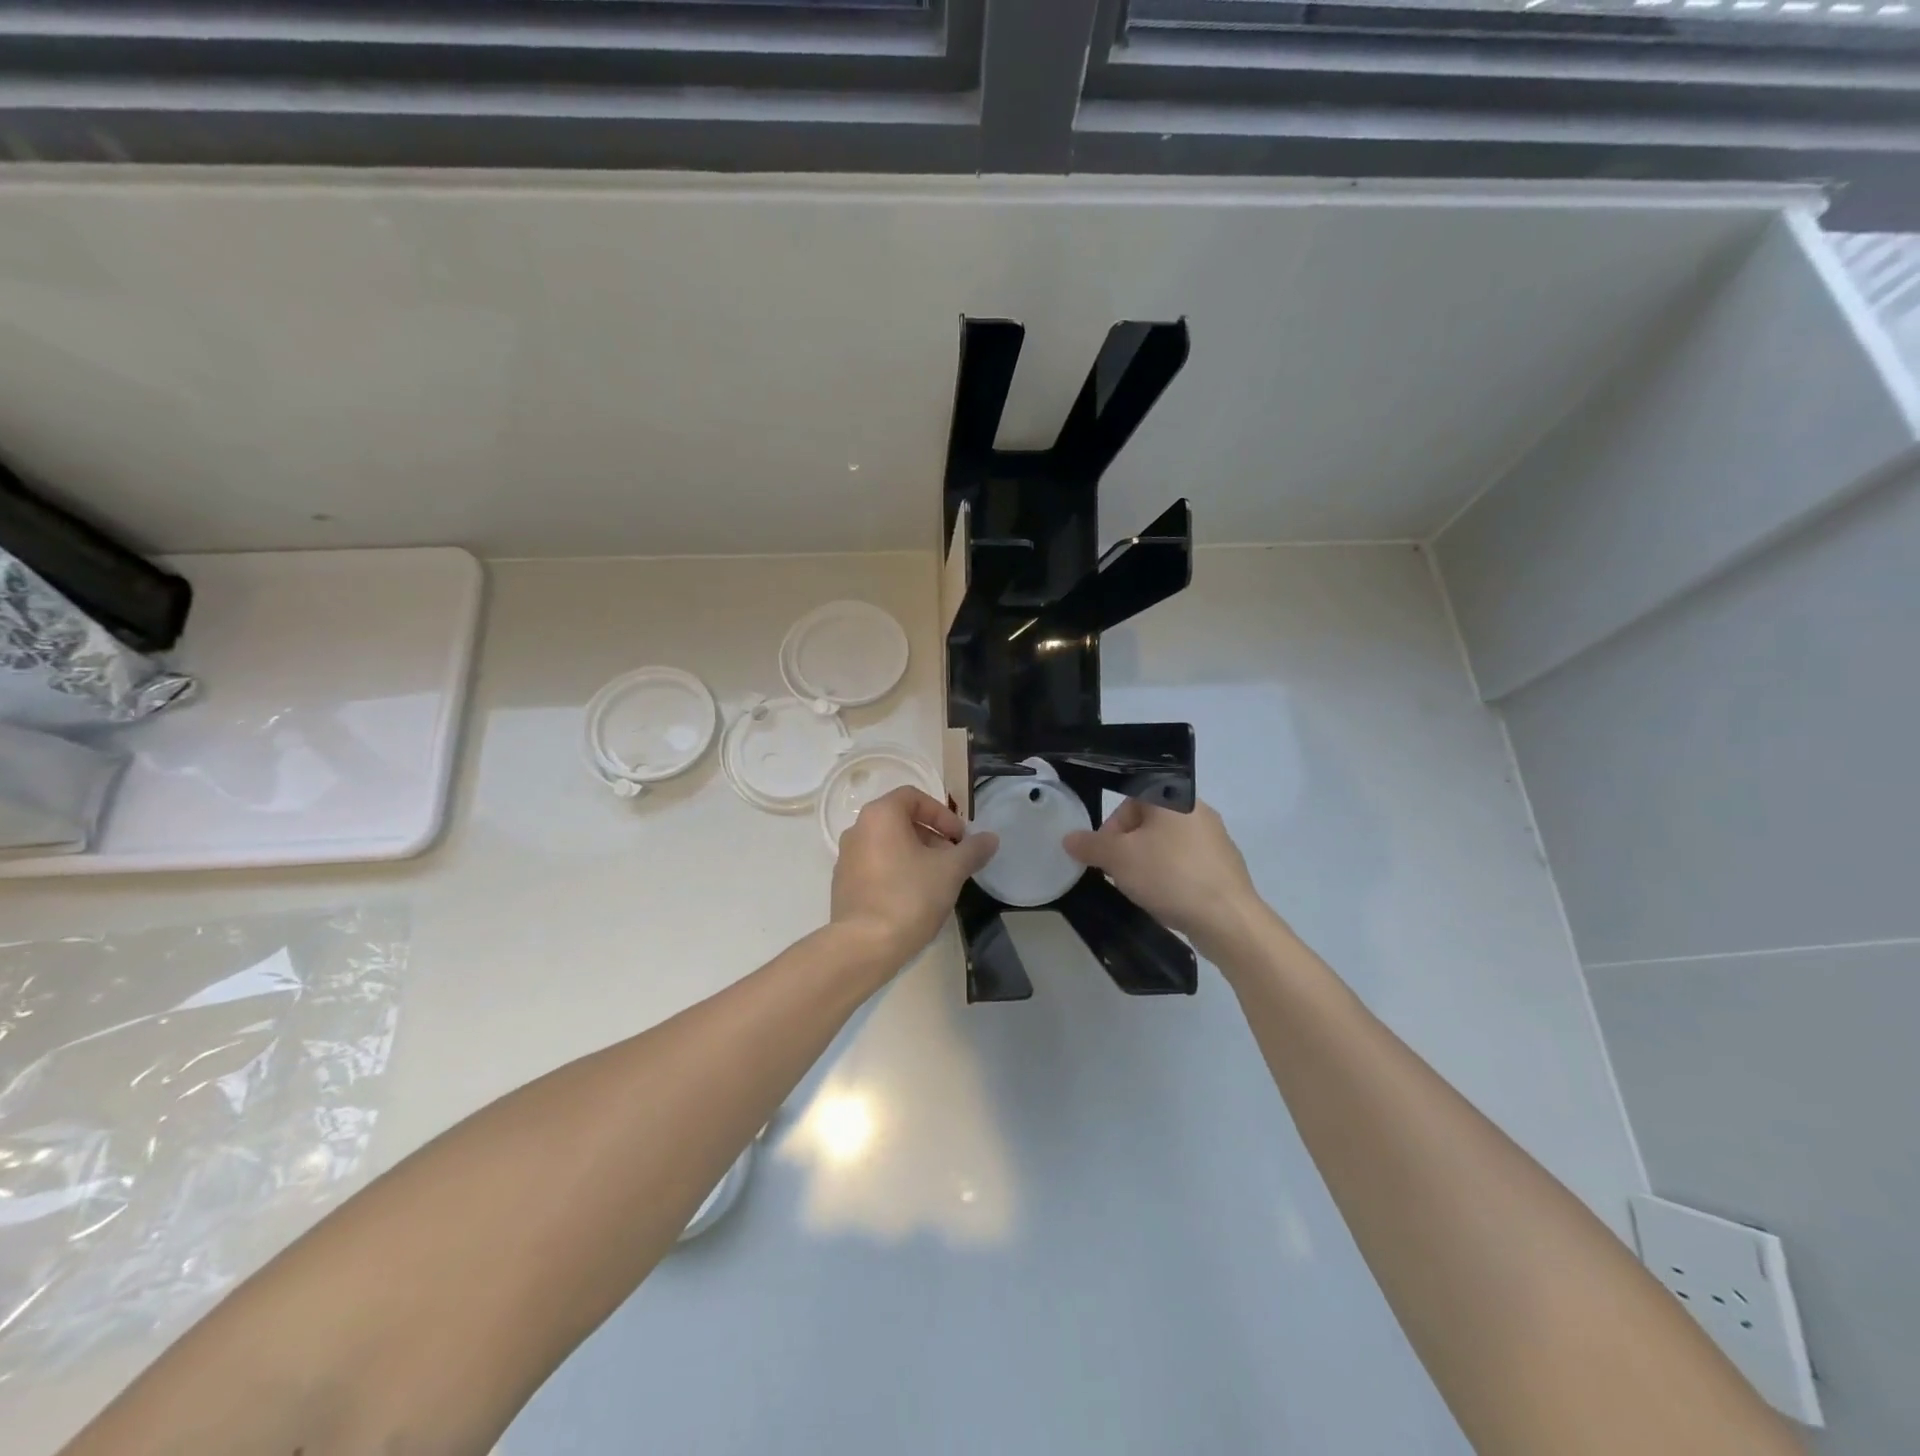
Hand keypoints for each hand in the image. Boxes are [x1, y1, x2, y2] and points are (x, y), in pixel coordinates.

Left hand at [832, 786, 997, 966]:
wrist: (864, 945)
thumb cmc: (909, 896)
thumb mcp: (951, 871)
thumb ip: (972, 850)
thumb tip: (991, 838)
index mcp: (880, 815)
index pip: (914, 797)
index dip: (942, 814)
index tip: (960, 839)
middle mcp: (858, 829)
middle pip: (901, 820)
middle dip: (932, 836)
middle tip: (953, 861)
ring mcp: (846, 858)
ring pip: (888, 845)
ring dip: (916, 855)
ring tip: (937, 882)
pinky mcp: (843, 884)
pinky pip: (876, 866)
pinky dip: (897, 871)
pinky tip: (914, 898)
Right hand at [1064, 798, 1268, 952]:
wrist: (1227, 918)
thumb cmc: (1169, 875)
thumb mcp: (1118, 859)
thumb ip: (1090, 845)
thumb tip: (1069, 838)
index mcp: (1173, 798)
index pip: (1131, 798)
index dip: (1112, 826)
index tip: (1105, 853)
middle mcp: (1198, 811)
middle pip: (1148, 822)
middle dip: (1127, 847)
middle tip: (1118, 873)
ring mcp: (1216, 839)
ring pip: (1167, 844)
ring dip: (1148, 862)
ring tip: (1140, 889)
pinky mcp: (1225, 866)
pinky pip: (1187, 863)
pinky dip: (1171, 877)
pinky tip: (1166, 899)